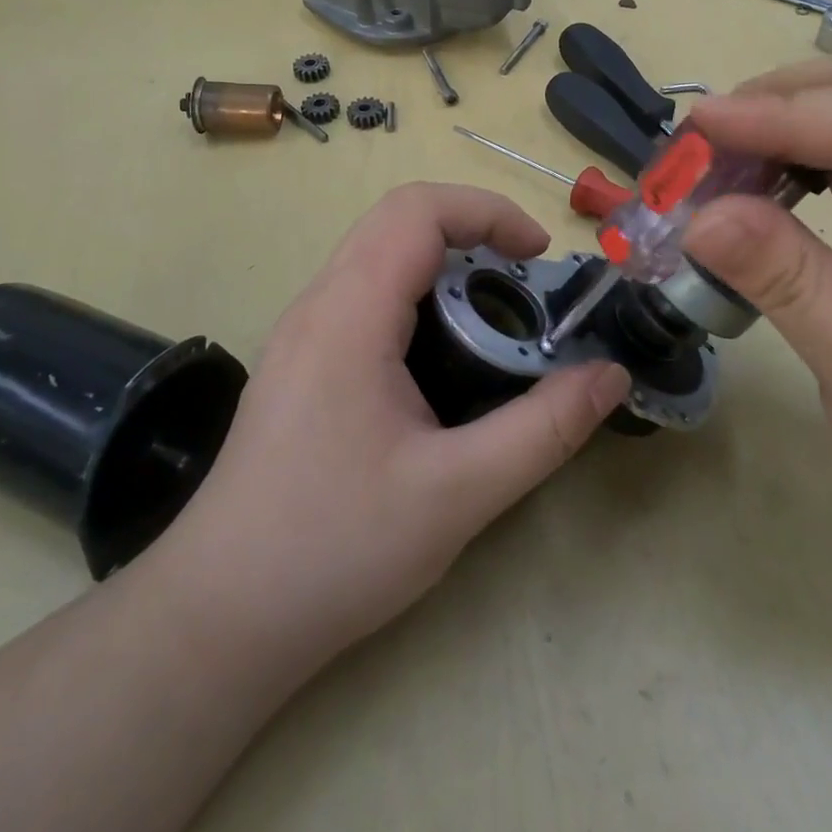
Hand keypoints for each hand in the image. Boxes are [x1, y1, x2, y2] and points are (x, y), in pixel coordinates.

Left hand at [167, 183, 630, 662]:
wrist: (220, 619)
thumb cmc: (335, 550)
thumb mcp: (459, 492)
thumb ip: (545, 429)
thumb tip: (612, 376)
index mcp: (348, 317)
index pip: (416, 211)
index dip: (488, 211)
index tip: (539, 256)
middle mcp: (317, 308)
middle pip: (397, 224)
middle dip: (473, 235)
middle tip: (528, 286)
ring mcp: (301, 337)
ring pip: (378, 260)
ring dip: (445, 270)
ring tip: (496, 324)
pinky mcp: (300, 368)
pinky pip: (364, 299)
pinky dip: (418, 301)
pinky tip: (444, 365)